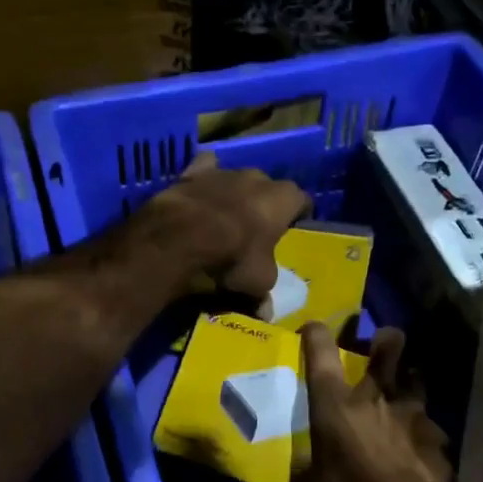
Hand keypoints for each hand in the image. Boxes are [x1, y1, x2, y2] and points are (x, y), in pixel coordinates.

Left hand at [135, 153, 310, 298]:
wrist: (181, 238)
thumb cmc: (232, 258)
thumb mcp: (257, 283)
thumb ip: (265, 292)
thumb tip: (266, 312)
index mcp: (283, 199)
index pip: (301, 201)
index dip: (297, 216)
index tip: (291, 230)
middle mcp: (258, 177)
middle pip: (268, 188)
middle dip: (264, 205)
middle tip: (255, 229)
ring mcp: (225, 171)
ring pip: (237, 179)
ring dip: (235, 194)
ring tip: (224, 217)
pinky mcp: (194, 171)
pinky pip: (205, 168)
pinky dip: (204, 180)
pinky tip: (200, 194)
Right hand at [288, 322, 466, 481]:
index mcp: (335, 402)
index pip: (321, 353)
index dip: (316, 333)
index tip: (313, 327)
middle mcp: (373, 394)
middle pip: (388, 346)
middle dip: (386, 339)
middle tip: (381, 344)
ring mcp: (409, 408)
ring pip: (416, 374)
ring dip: (409, 375)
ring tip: (405, 381)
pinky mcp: (435, 430)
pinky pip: (430, 418)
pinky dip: (425, 423)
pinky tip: (422, 435)